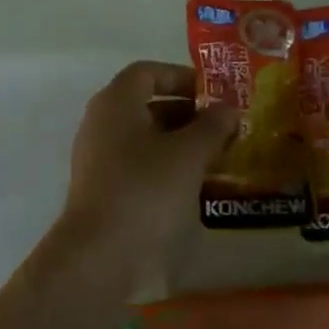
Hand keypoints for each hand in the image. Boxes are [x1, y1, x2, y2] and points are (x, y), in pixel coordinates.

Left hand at [61, 61, 238, 271]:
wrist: (101, 256)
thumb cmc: (146, 191)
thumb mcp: (189, 154)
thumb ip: (212, 126)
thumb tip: (228, 109)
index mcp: (116, 103)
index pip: (148, 72)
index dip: (182, 77)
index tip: (214, 94)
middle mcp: (102, 124)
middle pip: (148, 106)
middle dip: (189, 114)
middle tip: (225, 128)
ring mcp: (100, 159)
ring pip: (147, 140)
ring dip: (183, 144)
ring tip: (220, 157)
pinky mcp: (106, 191)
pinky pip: (141, 168)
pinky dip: (169, 170)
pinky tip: (199, 187)